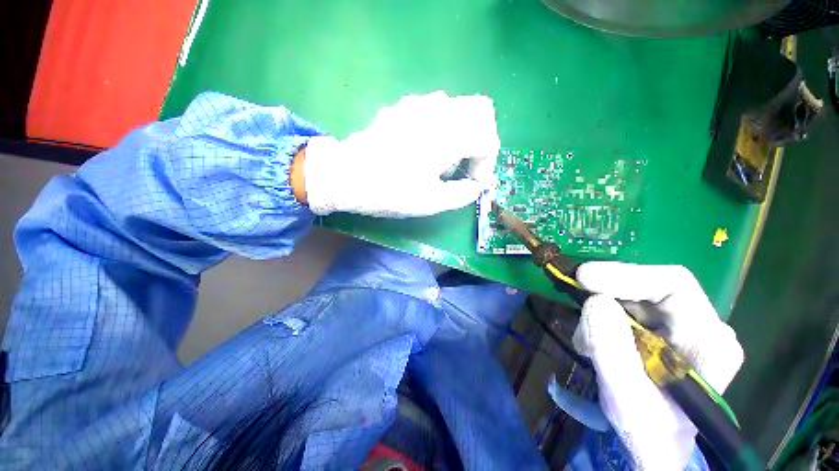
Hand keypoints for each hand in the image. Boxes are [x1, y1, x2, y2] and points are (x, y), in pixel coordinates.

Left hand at [299, 91, 498, 216]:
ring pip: (458, 108)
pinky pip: (436, 110)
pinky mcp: (403, 108)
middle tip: (466, 166)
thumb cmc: (390, 191)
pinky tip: (424, 150)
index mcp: (448, 134)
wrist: (346, 176)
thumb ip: (462, 194)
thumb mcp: (431, 202)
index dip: (487, 164)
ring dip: (461, 134)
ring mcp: (418, 104)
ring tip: (442, 162)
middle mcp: (438, 110)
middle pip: (481, 111)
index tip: (474, 183)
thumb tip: (474, 187)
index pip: (488, 139)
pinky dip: (443, 128)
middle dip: (481, 140)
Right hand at [572, 262, 743, 469]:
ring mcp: (678, 326)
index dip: (626, 275)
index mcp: (709, 340)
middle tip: (578, 307)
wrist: (653, 447)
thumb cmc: (649, 433)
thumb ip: (612, 351)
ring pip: (630, 297)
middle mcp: (699, 325)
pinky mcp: (656, 330)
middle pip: (648, 287)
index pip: (672, 284)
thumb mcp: (627, 400)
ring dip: (599, 311)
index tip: (583, 277)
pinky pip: (622, 309)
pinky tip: (592, 342)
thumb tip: (594, 301)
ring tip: (585, 342)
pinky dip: (600, 319)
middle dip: (606, 294)